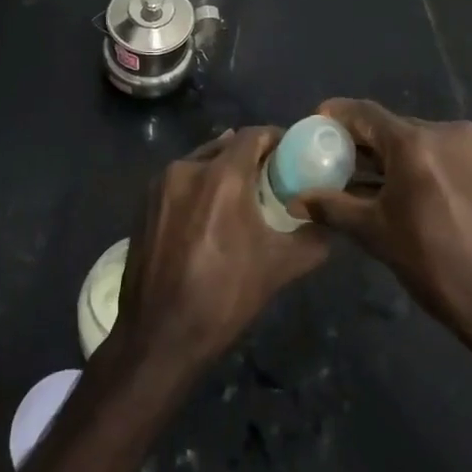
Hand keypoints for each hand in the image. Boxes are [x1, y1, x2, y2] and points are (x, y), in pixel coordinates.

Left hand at [110, 127, 329, 375]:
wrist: (159, 336)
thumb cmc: (224, 296)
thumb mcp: (279, 268)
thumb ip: (312, 239)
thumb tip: (329, 225)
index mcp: (222, 175)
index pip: (253, 134)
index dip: (275, 138)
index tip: (291, 153)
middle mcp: (187, 168)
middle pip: (226, 146)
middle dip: (249, 156)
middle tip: (269, 177)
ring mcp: (159, 185)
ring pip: (199, 162)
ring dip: (221, 171)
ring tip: (239, 197)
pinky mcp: (143, 204)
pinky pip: (179, 182)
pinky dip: (198, 188)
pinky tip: (207, 215)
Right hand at [301, 99, 471, 353]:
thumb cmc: (438, 267)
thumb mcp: (378, 235)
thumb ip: (333, 208)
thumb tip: (295, 199)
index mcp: (416, 142)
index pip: (364, 113)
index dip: (336, 115)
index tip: (313, 125)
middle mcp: (444, 131)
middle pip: (389, 126)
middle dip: (359, 142)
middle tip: (330, 160)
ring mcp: (469, 146)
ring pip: (413, 141)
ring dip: (385, 157)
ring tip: (357, 180)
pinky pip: (435, 154)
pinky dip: (411, 165)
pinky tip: (393, 191)